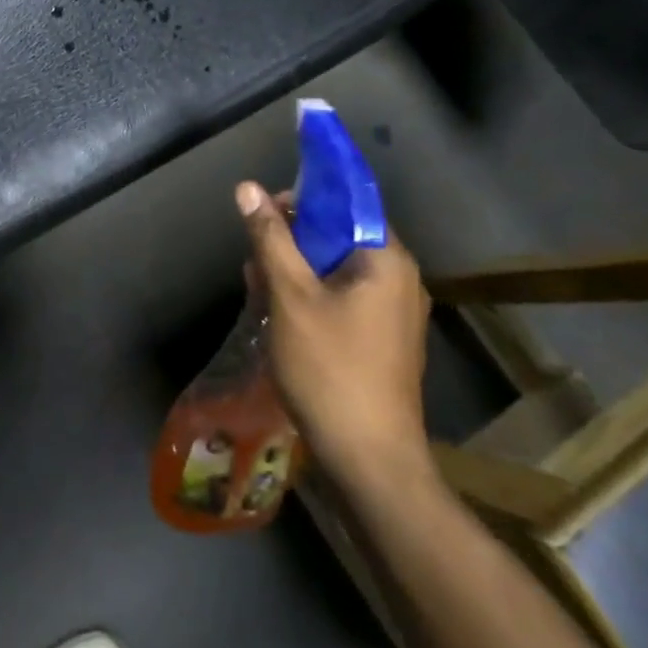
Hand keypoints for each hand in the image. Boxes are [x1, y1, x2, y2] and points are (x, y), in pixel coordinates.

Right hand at [236, 181, 432, 483]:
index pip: (347, 202)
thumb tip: (248, 188)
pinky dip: (314, 294)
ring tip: (258, 284)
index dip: (304, 197)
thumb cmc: (329, 368)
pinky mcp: (386, 339)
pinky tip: (280, 312)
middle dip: (294, 238)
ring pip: (339, 268)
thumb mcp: (290, 296)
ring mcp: (396, 312)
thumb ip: (270, 237)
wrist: (370, 459)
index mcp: (386, 259)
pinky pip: (346, 297)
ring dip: (298, 268)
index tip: (266, 209)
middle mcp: (400, 278)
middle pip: (341, 235)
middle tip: (255, 255)